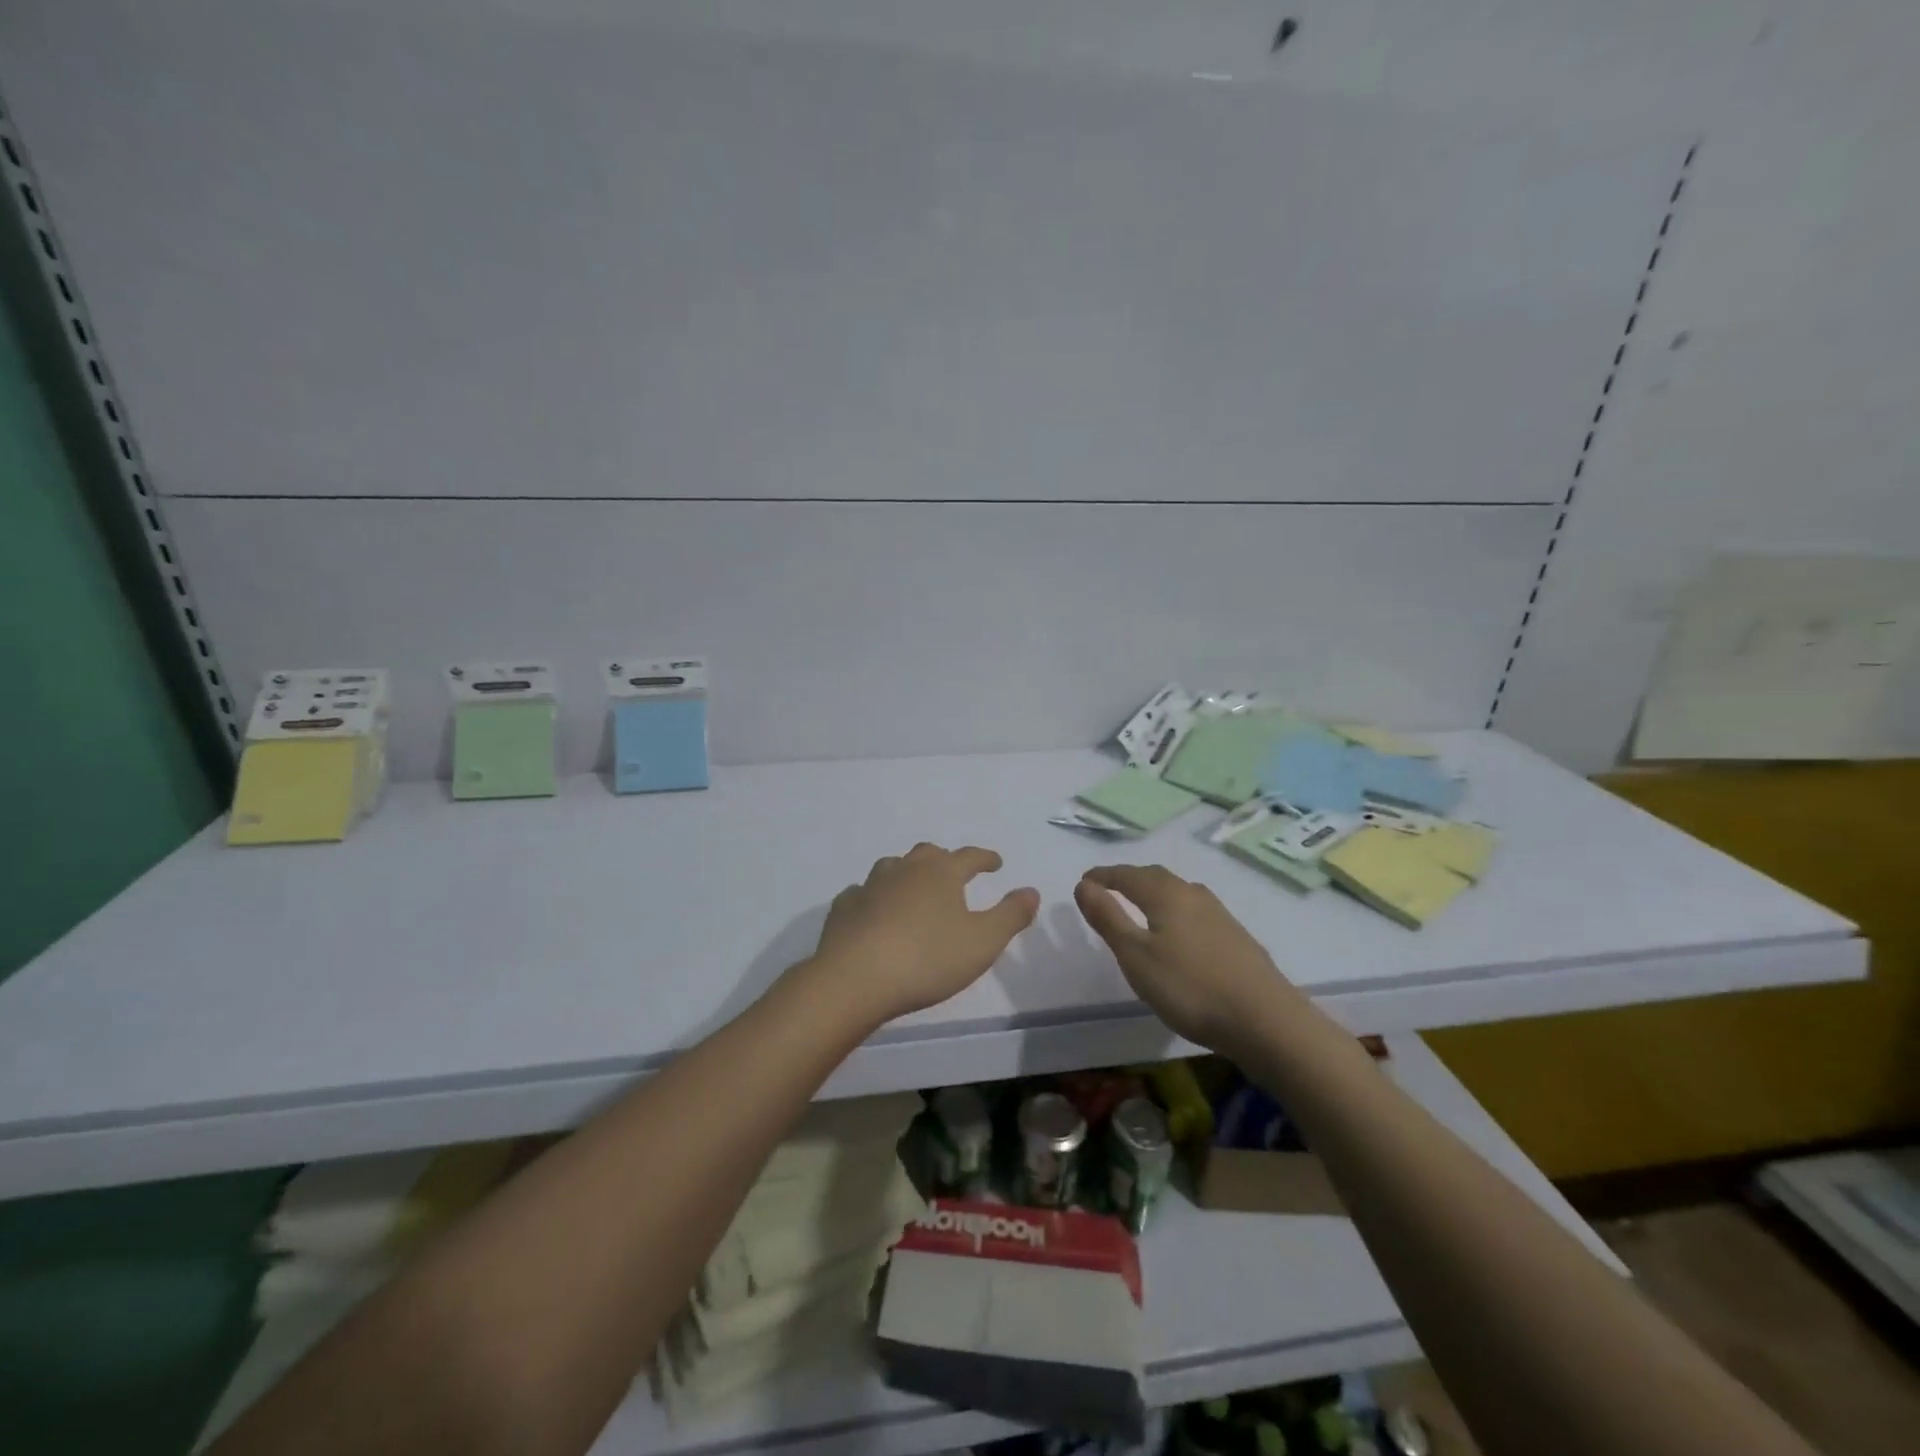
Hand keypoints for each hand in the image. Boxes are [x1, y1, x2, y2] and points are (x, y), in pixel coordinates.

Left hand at [803, 843, 1039, 1027]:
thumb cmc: (927, 959)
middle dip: (945, 861)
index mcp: (941, 872)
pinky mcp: (844, 907)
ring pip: (893, 868)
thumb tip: (1031, 890)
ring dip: (907, 874)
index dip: (985, 858)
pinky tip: (873, 910)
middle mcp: (905, 869)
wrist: (855, 978)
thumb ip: (1010, 915)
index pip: (970, 856)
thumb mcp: (983, 941)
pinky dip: (874, 897)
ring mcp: (870, 885)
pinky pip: (863, 893)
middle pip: (928, 854)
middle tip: (954, 873)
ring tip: (915, 889)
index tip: (996, 863)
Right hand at [1074, 864, 1295, 1055]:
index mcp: (1166, 894)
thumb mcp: (1136, 956)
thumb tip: (1083, 885)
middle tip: (1109, 888)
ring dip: (1155, 893)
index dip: (1103, 876)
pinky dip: (1176, 911)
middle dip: (1129, 879)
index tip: (1085, 880)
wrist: (1265, 1020)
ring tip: (1140, 907)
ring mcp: (1220, 915)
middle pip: (1156, 877)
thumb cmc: (1189, 987)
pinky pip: (1195, 911)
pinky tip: (1179, 933)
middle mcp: (1194, 895)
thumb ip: (1108, 918)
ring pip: (1179, 893)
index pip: (1127, 875)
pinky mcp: (1236, 937)